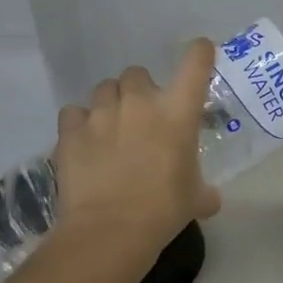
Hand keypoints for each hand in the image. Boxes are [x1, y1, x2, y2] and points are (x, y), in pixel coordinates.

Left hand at [52, 39, 222, 263]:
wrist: (111, 229)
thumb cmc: (164, 209)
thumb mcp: (195, 198)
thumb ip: (204, 191)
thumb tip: (211, 200)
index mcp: (178, 112)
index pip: (195, 63)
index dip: (200, 52)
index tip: (200, 52)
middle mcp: (141, 102)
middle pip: (138, 73)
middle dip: (140, 89)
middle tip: (142, 115)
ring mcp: (102, 114)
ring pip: (104, 88)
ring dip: (110, 102)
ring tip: (110, 127)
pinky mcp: (71, 131)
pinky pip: (73, 112)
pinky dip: (79, 122)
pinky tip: (83, 140)